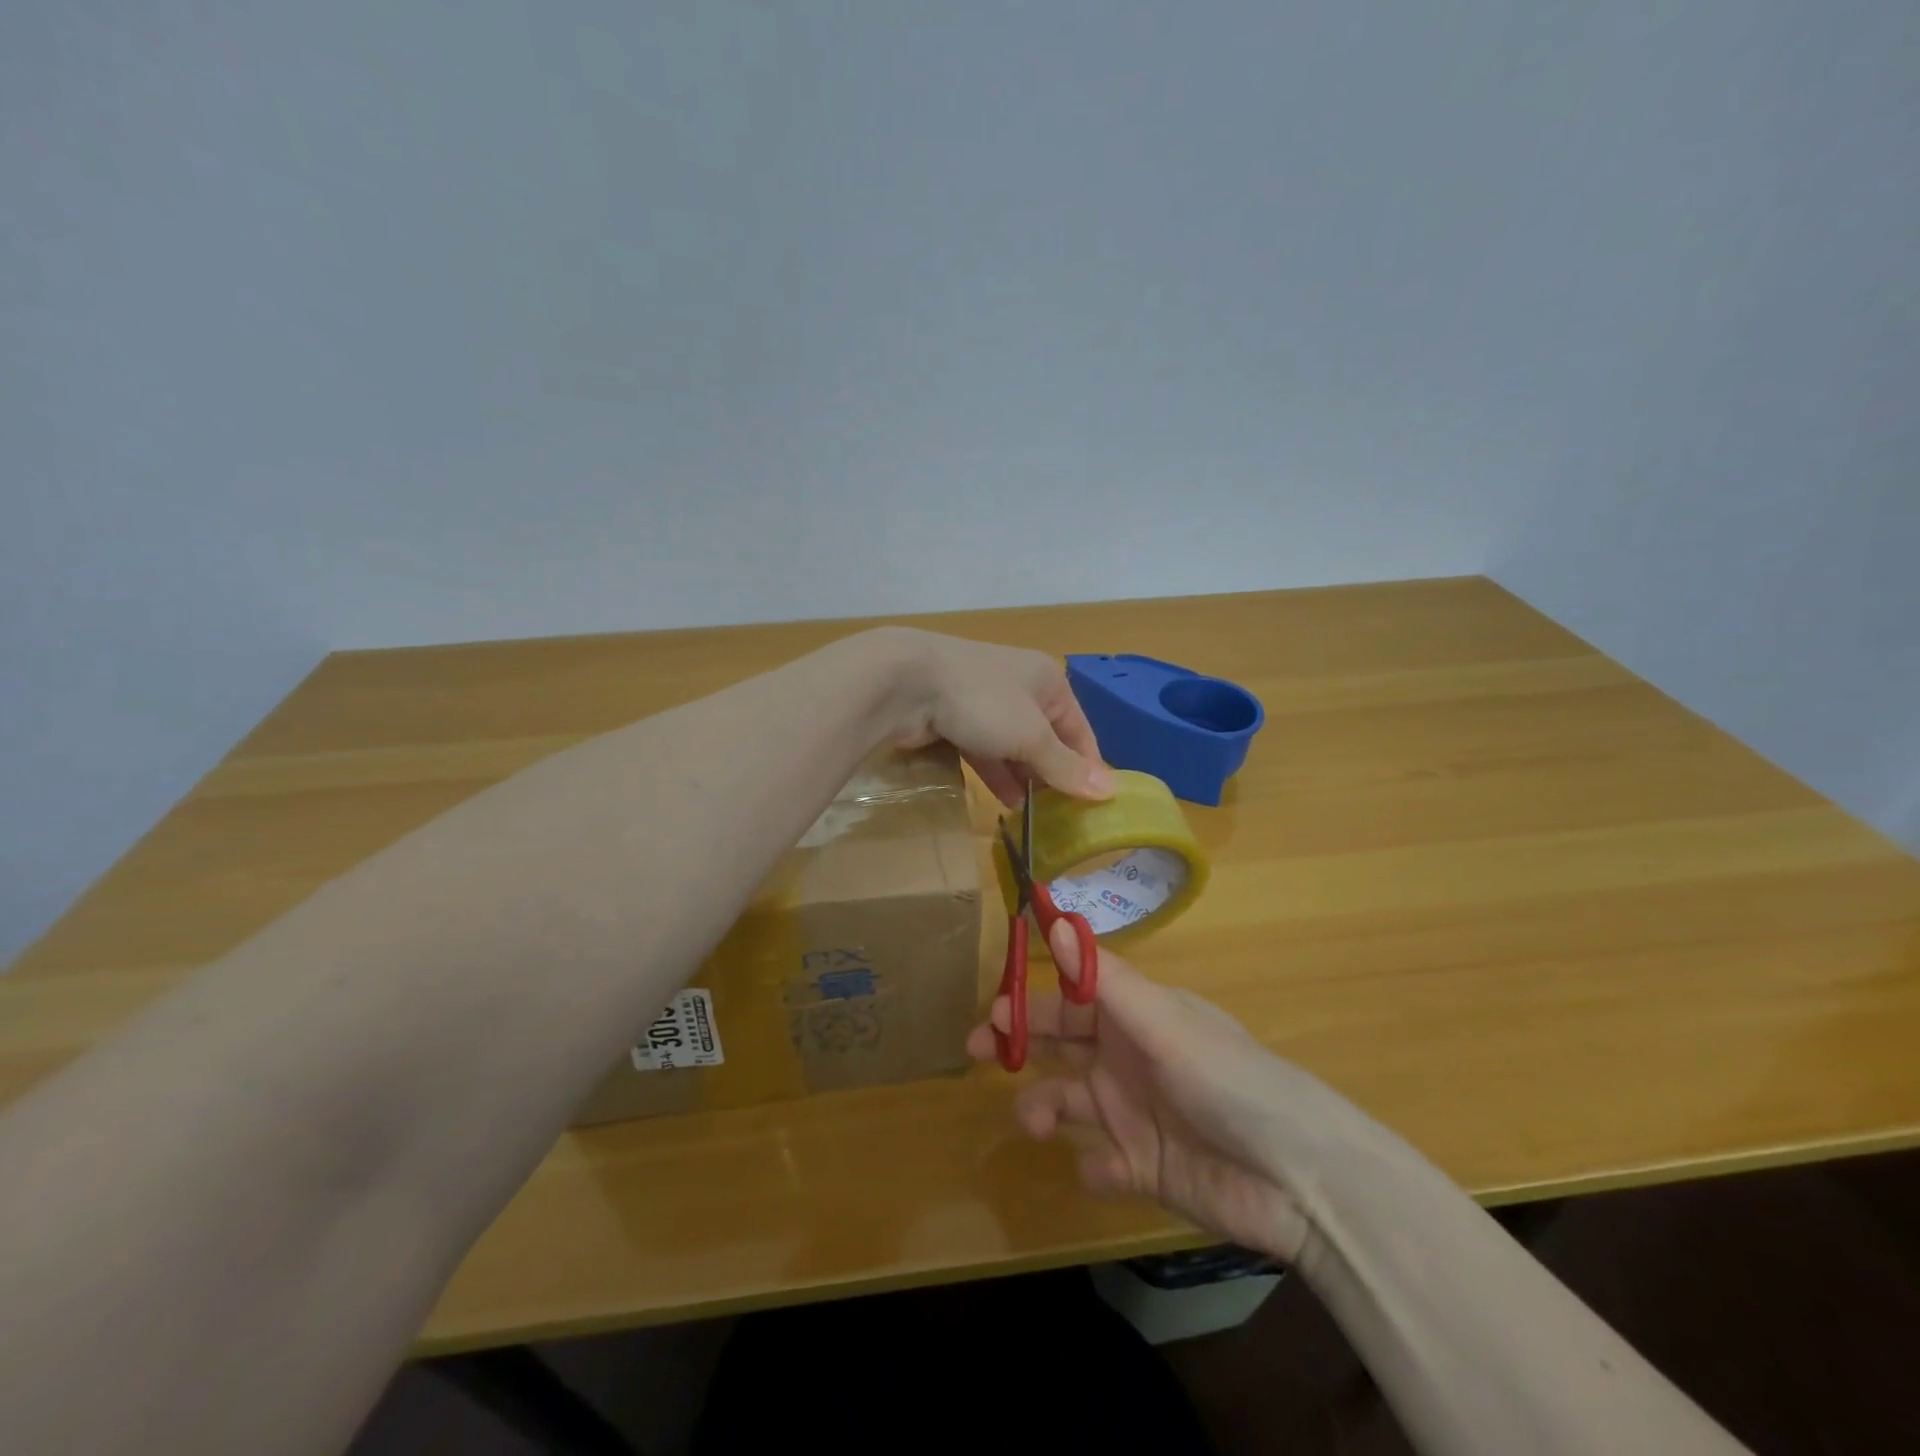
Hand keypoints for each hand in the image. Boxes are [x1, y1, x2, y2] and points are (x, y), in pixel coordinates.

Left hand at [874, 628, 1113, 805]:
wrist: (905, 682)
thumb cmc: (983, 702)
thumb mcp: (1031, 737)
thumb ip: (1065, 766)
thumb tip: (1110, 791)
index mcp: (1047, 680)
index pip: (1079, 730)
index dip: (1087, 767)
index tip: (1095, 807)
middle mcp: (1021, 687)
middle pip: (1047, 739)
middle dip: (1053, 776)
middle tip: (1062, 817)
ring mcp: (985, 701)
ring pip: (1014, 747)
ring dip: (1025, 779)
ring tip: (1036, 816)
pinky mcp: (956, 718)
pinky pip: (985, 749)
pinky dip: (997, 773)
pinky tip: (1006, 802)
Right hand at [967, 922, 1325, 1261]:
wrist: (1299, 1179)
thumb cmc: (1229, 1081)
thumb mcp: (1165, 1024)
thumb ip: (1104, 981)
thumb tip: (1055, 919)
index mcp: (1137, 1015)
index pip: (1074, 996)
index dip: (1033, 999)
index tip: (995, 1009)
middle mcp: (1129, 1057)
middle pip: (1062, 1043)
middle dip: (1021, 1044)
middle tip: (979, 1053)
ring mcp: (1135, 1113)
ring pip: (1070, 1101)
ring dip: (1044, 1108)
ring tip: (1035, 1124)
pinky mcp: (1144, 1167)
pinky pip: (1101, 1164)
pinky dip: (1094, 1167)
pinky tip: (1104, 1170)